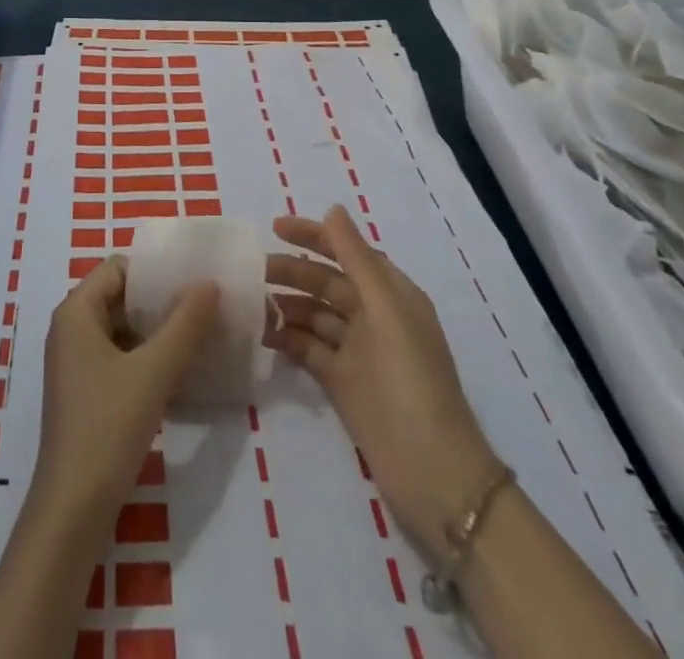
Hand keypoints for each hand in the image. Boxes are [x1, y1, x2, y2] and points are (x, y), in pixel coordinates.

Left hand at [31, 255, 219, 525]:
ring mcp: (75, 363)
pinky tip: (178, 370)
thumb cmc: (108, 426)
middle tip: (203, 306)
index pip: (118, 268)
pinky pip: (118, 357)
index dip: (154, 271)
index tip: (193, 280)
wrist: (73, 508)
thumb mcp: (154, 370)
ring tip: (198, 335)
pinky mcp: (84, 392)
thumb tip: (210, 283)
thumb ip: (185, 324)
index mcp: (76, 312)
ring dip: (156, 330)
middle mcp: (70, 329)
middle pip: (120, 296)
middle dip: (160, 300)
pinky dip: (145, 356)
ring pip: (121, 328)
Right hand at [266, 205, 499, 553]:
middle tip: (251, 271)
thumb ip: (357, 259)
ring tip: (249, 303)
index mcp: (392, 295)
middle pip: (326, 282)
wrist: (433, 474)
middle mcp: (374, 317)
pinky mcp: (342, 382)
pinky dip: (287, 338)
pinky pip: (308, 348)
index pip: (348, 251)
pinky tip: (262, 334)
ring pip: (313, 314)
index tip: (274, 227)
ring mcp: (357, 351)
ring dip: (285, 304)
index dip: (313, 236)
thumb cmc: (412, 381)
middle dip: (291, 271)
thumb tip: (333, 209)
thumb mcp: (387, 312)